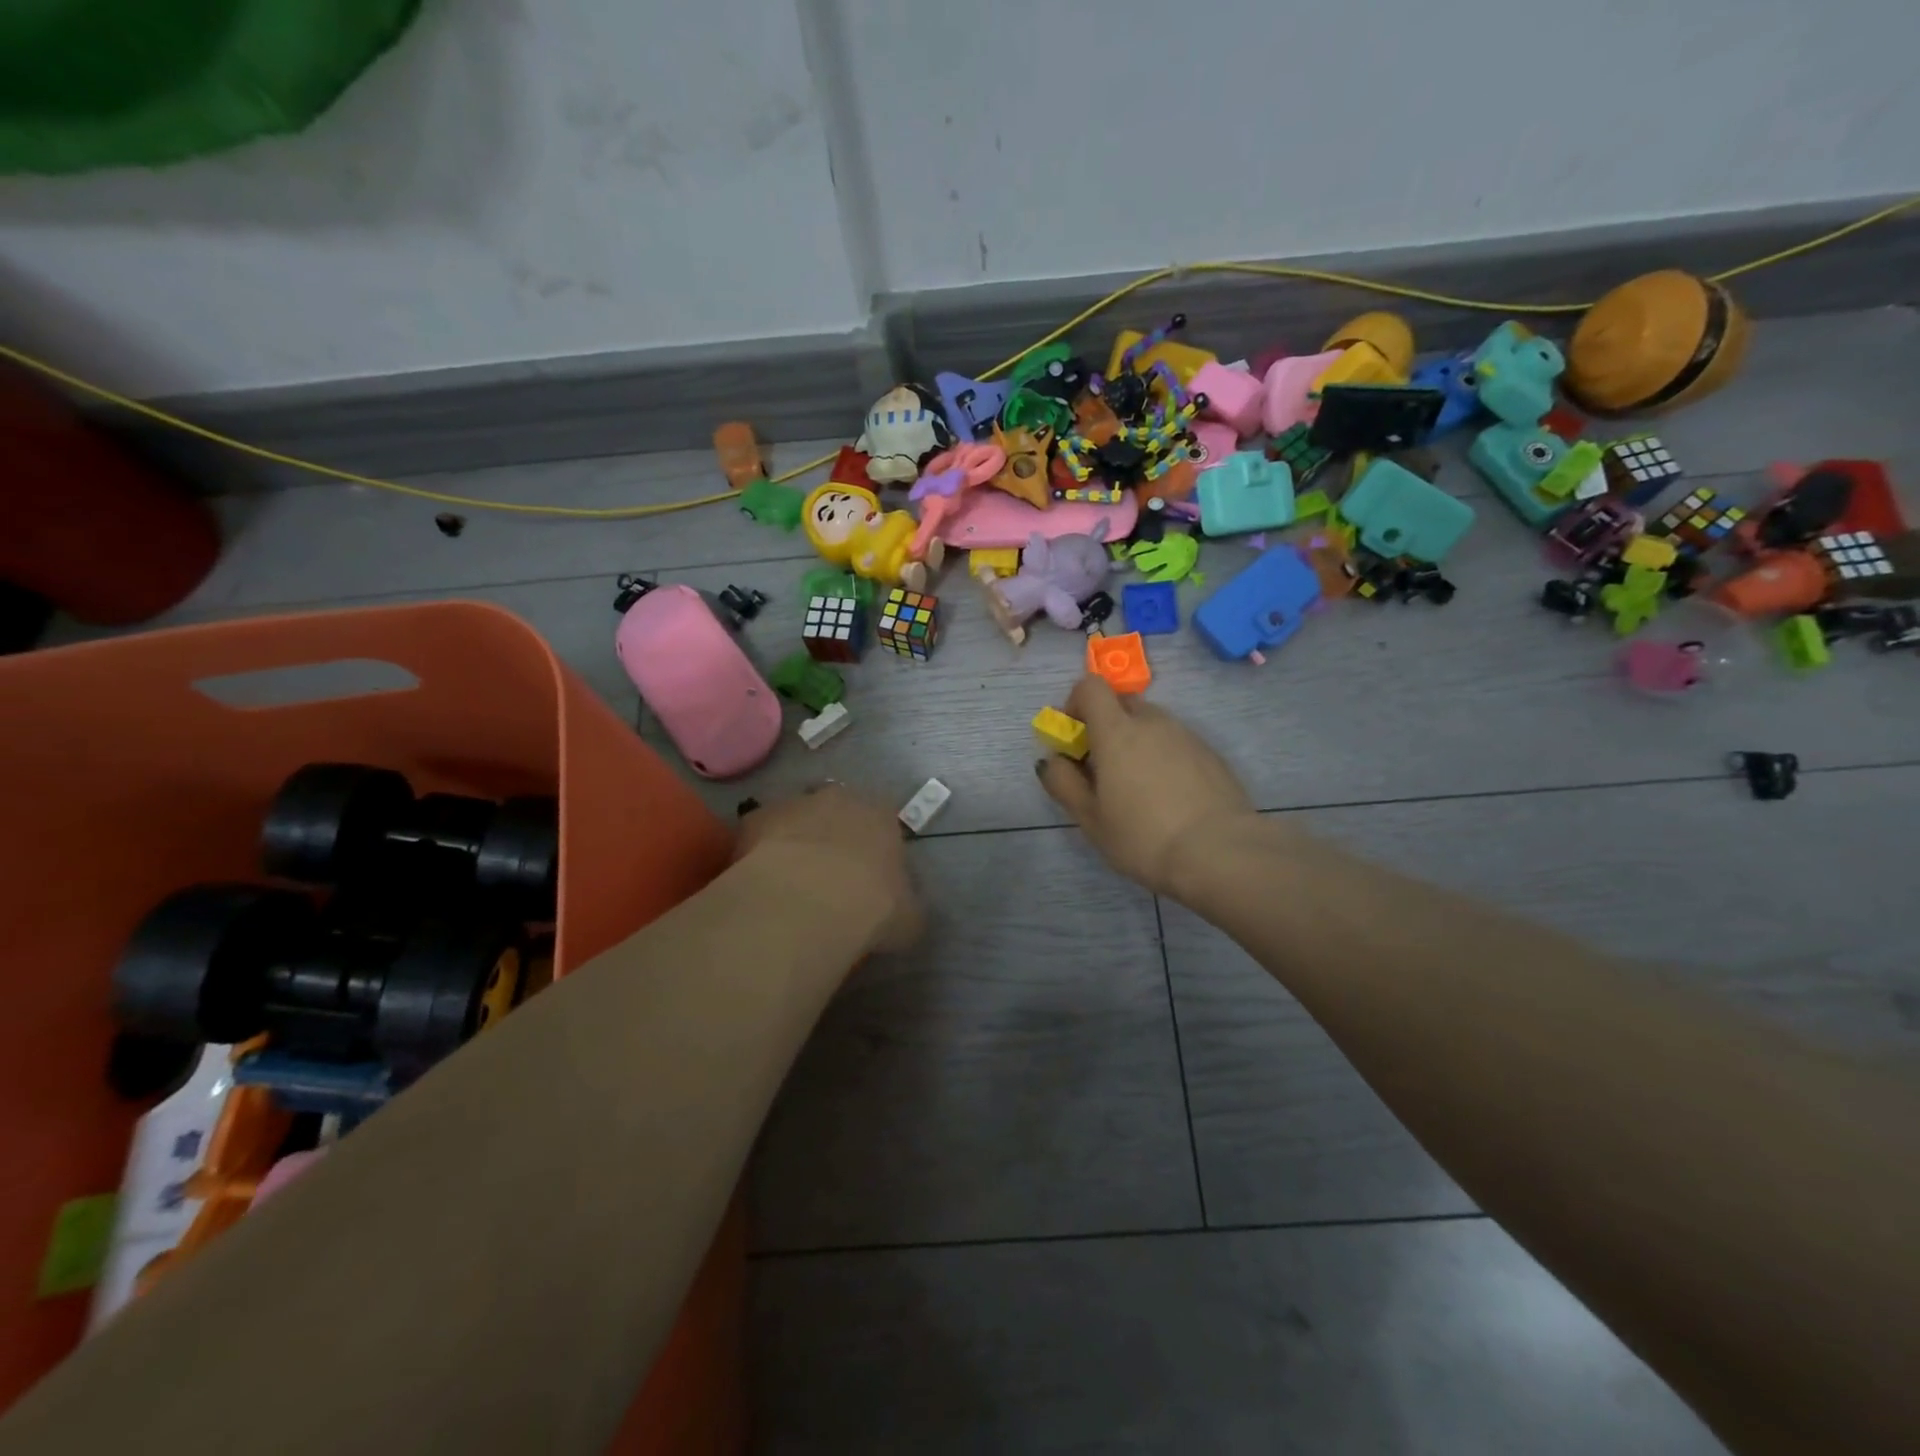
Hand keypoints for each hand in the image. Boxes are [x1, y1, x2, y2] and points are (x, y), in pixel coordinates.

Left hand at [735, 787, 923, 953]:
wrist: (806, 905)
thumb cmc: (871, 908)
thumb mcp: (909, 919)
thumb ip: (907, 905)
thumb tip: (901, 909)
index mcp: (881, 815)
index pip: (883, 822)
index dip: (875, 850)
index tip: (869, 879)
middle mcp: (839, 798)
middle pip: (837, 813)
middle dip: (833, 839)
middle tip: (829, 879)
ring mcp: (794, 804)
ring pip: (796, 820)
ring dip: (795, 843)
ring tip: (791, 886)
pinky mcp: (755, 819)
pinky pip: (759, 835)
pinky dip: (760, 854)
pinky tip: (761, 885)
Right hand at [1037, 675, 1253, 899]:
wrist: (1220, 853)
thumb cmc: (1143, 837)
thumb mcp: (1090, 819)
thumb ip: (1063, 783)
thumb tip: (1052, 759)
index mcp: (1117, 731)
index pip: (1091, 686)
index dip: (1076, 703)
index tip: (1074, 738)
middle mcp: (1153, 722)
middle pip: (1122, 704)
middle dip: (1107, 726)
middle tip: (1103, 769)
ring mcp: (1186, 735)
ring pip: (1152, 724)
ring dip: (1137, 743)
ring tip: (1139, 789)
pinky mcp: (1211, 754)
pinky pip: (1177, 743)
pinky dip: (1164, 757)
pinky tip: (1169, 797)